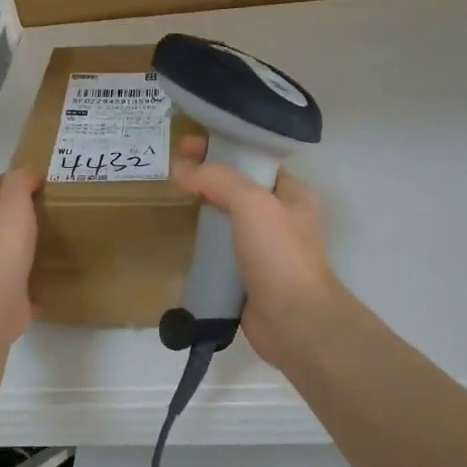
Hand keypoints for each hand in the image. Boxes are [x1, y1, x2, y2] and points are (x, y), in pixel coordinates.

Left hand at [0, 169, 38, 334]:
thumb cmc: (1, 241)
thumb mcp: (15, 199)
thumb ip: (21, 180)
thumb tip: (29, 172)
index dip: (13, 183)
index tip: (38, 187)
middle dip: (10, 218)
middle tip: (41, 216)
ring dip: (12, 249)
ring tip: (41, 247)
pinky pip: (2, 279)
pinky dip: (16, 277)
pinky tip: (37, 277)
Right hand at [170, 135, 350, 367]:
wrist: (295, 321)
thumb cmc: (280, 255)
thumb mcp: (252, 203)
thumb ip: (217, 180)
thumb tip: (181, 169)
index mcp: (292, 194)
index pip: (254, 159)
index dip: (222, 147)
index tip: (187, 144)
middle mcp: (281, 218)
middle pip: (238, 187)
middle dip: (207, 176)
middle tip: (172, 168)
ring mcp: (264, 250)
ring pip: (228, 220)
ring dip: (203, 209)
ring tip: (172, 198)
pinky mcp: (248, 277)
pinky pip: (221, 252)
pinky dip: (203, 244)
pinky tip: (182, 239)